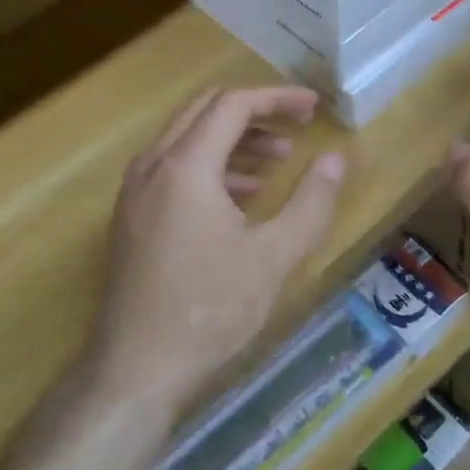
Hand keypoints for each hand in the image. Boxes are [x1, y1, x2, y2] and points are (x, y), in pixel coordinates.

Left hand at [96, 85, 344, 414]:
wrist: (134, 370)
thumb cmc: (209, 310)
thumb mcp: (275, 256)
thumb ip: (312, 201)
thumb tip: (337, 157)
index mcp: (185, 166)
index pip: (233, 104)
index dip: (277, 98)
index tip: (313, 109)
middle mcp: (152, 165)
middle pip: (205, 110)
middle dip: (256, 111)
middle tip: (298, 126)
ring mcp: (135, 191)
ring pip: (188, 138)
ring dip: (235, 139)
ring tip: (279, 162)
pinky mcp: (131, 216)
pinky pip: (174, 168)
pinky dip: (212, 166)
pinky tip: (244, 197)